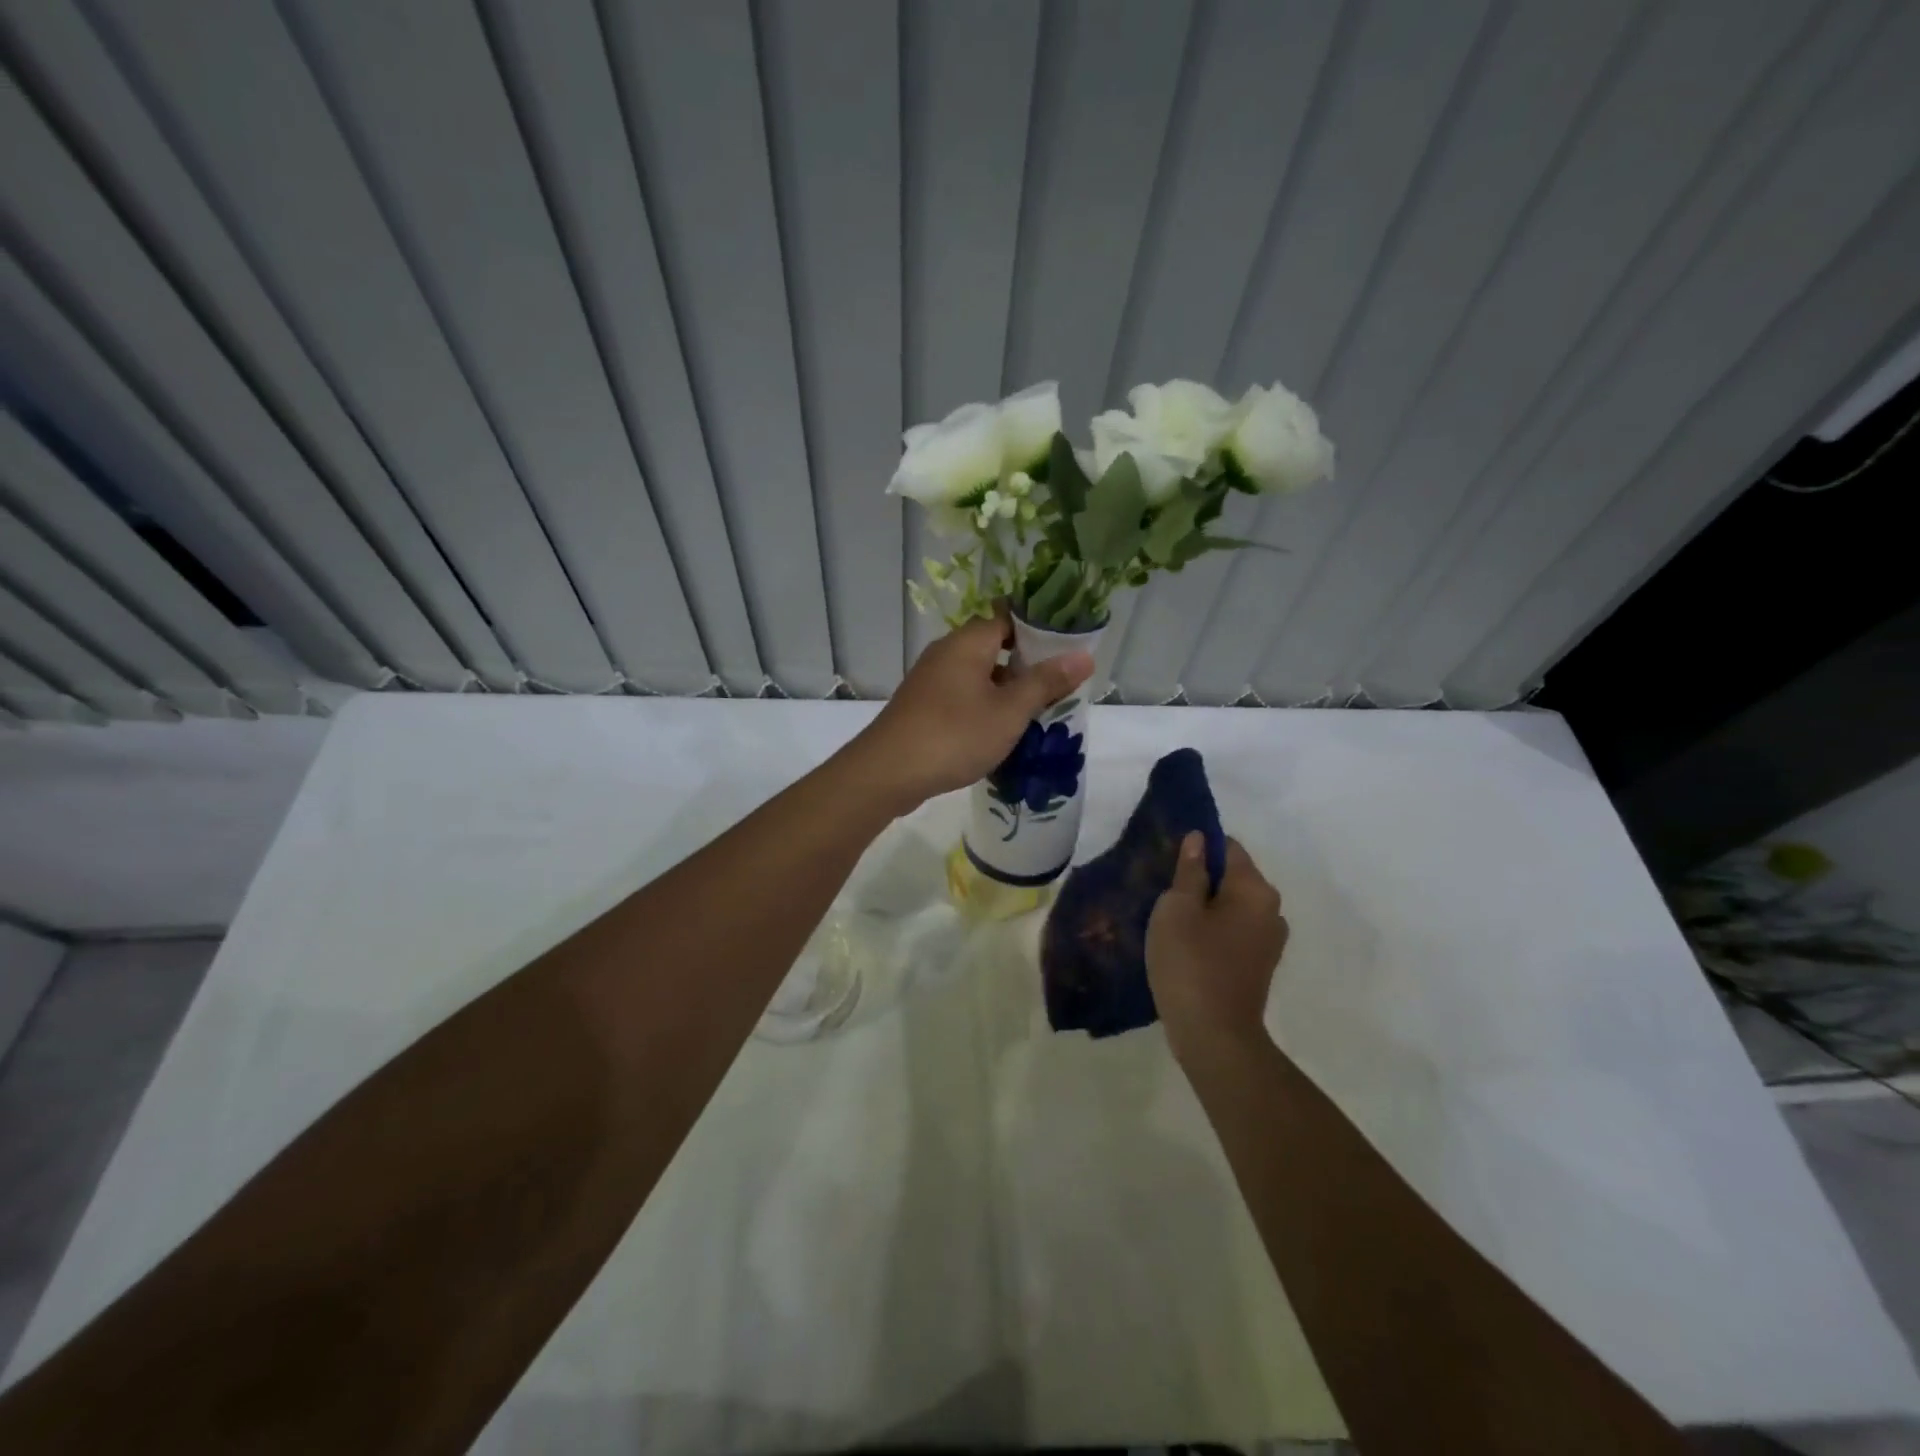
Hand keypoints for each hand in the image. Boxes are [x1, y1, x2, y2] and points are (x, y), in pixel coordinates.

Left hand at [855, 609, 1093, 810]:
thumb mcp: (1009, 711)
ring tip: (1040, 710)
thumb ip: (1046, 683)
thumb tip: (1084, 655)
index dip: (1040, 628)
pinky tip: (1002, 730)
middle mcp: (947, 652)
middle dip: (1028, 663)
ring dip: (1007, 689)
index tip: (1069, 645)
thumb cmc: (954, 735)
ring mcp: (931, 680)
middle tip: (1062, 683)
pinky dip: (985, 705)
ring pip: (979, 674)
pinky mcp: (923, 706)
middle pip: (995, 645)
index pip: (1009, 616)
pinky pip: (963, 695)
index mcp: (968, 642)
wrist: (888, 772)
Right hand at [1147, 833, 1288, 1063]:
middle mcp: (1271, 909)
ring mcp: (1269, 940)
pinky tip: (1185, 943)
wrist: (1214, 1036)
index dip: (1197, 848)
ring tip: (1169, 919)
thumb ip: (1188, 871)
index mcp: (1255, 889)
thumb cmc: (1191, 963)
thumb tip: (1198, 839)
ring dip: (1204, 907)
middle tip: (1161, 890)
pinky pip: (1233, 931)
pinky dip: (1212, 930)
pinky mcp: (1259, 965)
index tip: (1167, 861)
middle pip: (1232, 877)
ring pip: (1231, 906)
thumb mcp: (1177, 909)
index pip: (1227, 847)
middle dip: (1200, 878)